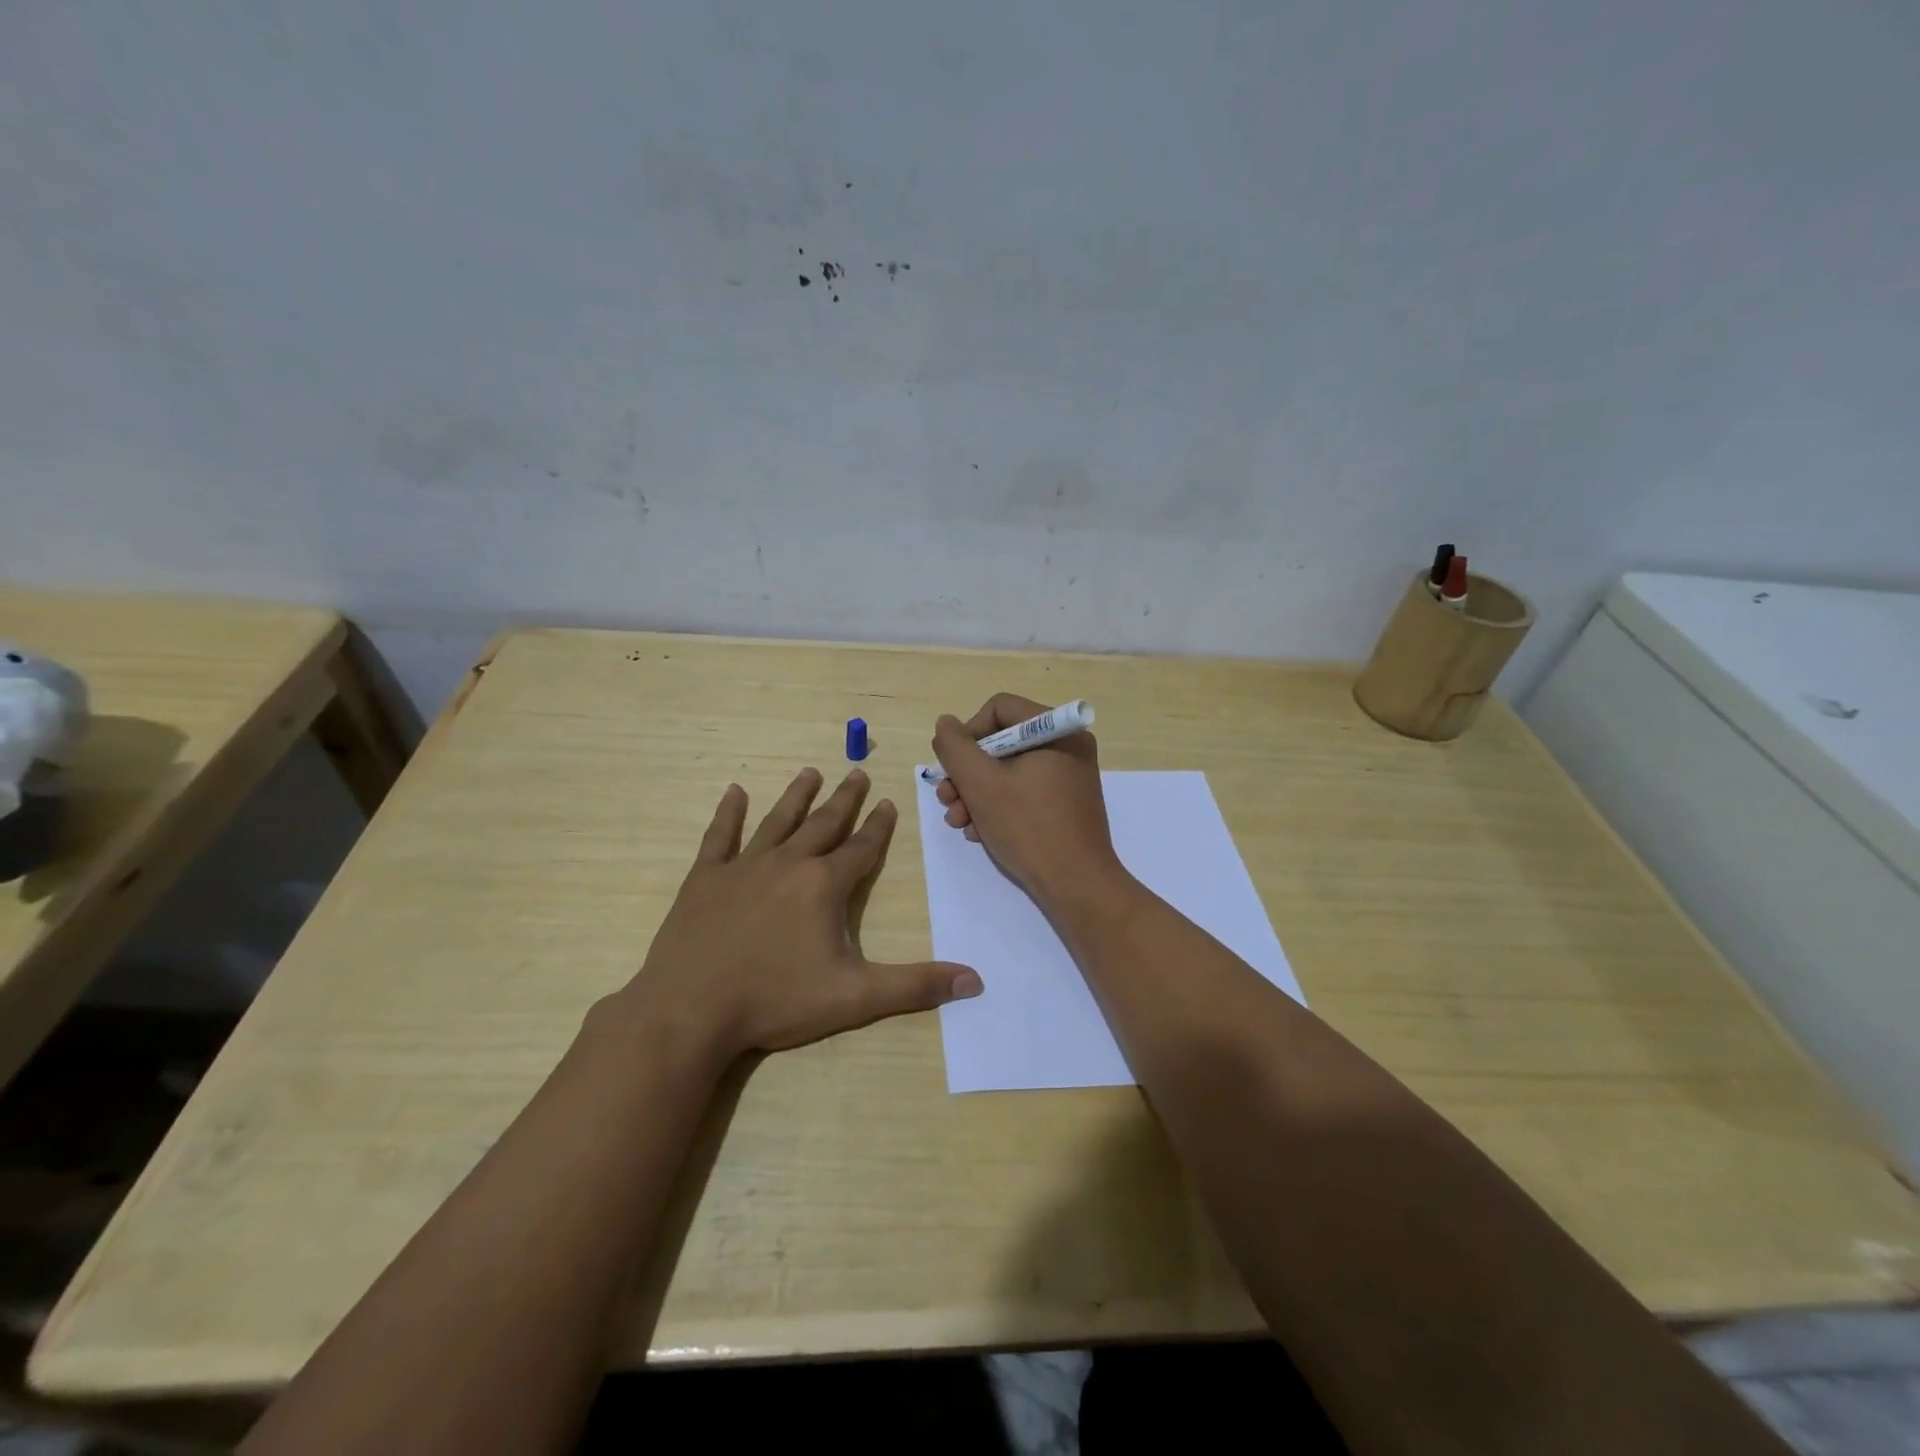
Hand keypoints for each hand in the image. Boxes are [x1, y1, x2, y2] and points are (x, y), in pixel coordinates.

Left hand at [625, 768, 981, 1061]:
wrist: (691, 1010)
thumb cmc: (776, 1000)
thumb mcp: (855, 997)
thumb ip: (915, 986)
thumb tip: (975, 981)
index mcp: (824, 885)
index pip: (861, 848)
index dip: (878, 826)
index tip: (888, 801)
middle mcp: (788, 863)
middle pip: (824, 824)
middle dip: (844, 799)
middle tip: (857, 772)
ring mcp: (743, 867)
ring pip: (777, 821)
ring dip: (796, 796)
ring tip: (810, 772)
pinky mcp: (705, 879)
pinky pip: (719, 837)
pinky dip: (728, 814)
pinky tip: (733, 792)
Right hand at [931, 694, 1127, 909]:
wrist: (1076, 885)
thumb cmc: (1028, 826)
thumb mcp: (981, 783)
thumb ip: (955, 747)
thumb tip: (946, 724)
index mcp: (1057, 731)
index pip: (999, 709)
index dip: (968, 734)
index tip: (952, 766)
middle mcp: (1067, 747)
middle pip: (1001, 743)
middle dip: (967, 773)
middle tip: (946, 799)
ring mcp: (1068, 777)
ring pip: (1008, 771)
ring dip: (975, 794)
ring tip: (958, 822)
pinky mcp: (1064, 805)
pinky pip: (1023, 792)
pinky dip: (997, 807)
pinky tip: (979, 832)